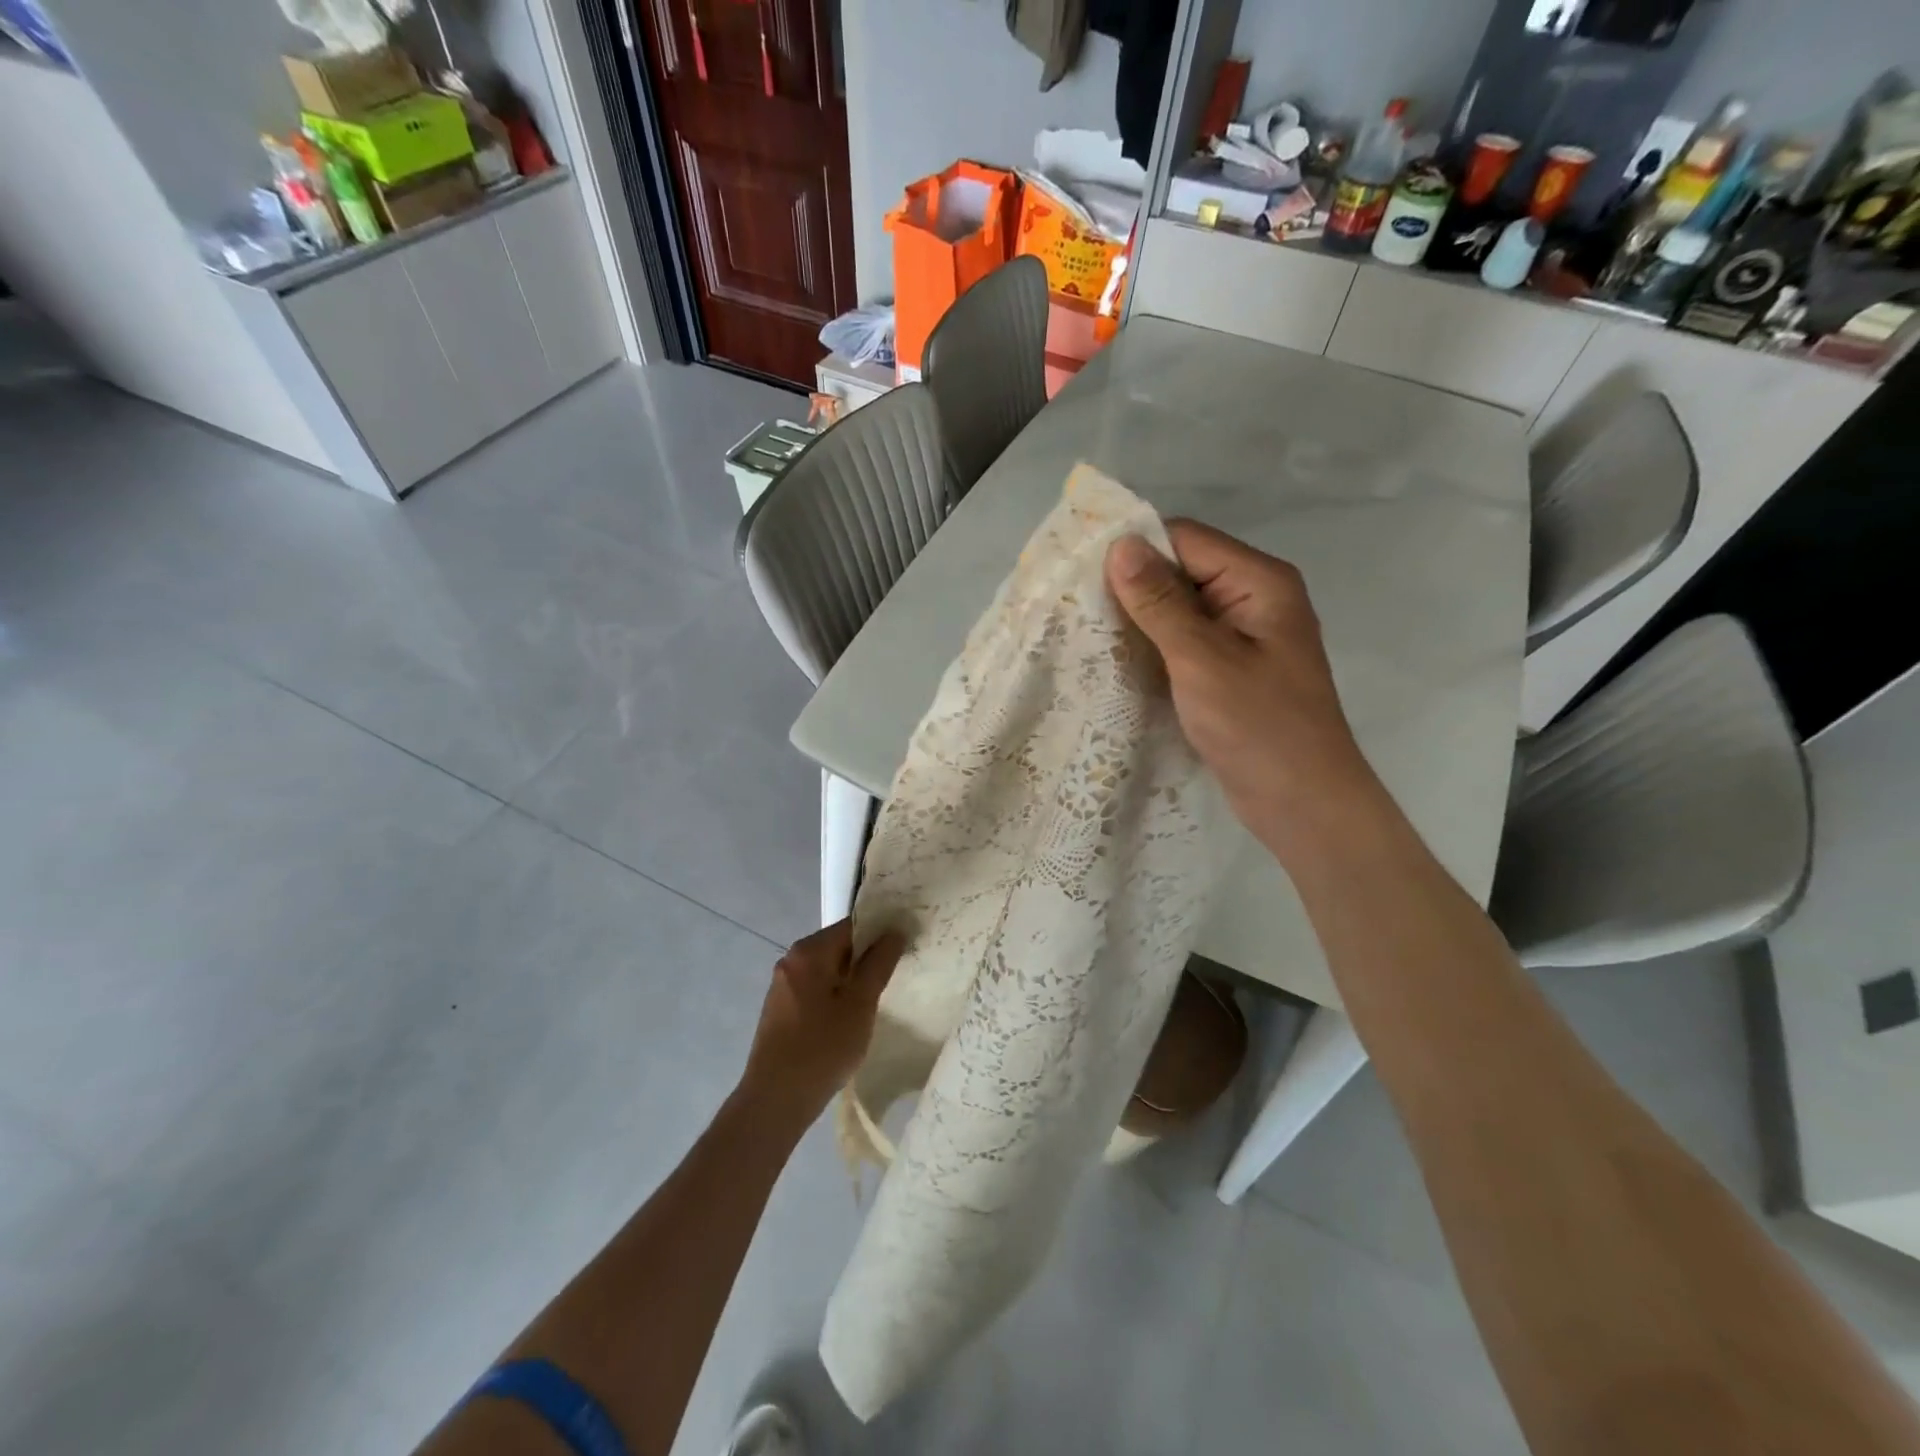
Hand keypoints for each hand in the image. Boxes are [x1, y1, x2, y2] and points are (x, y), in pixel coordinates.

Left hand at [738, 920, 904, 1124]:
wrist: (775, 1100)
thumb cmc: (822, 1048)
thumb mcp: (860, 1004)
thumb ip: (879, 964)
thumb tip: (894, 932)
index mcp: (809, 951)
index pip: (852, 925)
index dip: (881, 932)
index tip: (905, 945)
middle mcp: (791, 960)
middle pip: (839, 945)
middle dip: (867, 957)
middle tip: (897, 974)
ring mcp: (783, 985)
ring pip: (828, 969)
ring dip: (852, 979)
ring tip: (878, 997)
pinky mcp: (781, 1008)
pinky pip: (816, 988)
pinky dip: (835, 994)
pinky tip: (851, 1017)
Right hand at [1105, 521, 1381, 857]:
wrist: (1303, 803)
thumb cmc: (1258, 726)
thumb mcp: (1202, 659)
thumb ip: (1161, 603)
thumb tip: (1121, 545)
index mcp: (1259, 582)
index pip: (1186, 539)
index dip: (1135, 549)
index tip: (1081, 572)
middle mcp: (1253, 598)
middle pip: (1182, 570)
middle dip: (1132, 586)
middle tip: (1075, 605)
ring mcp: (1242, 637)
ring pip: (1178, 609)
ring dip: (1138, 619)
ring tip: (1086, 631)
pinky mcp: (1229, 670)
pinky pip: (1184, 642)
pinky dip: (1153, 647)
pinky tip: (1116, 659)